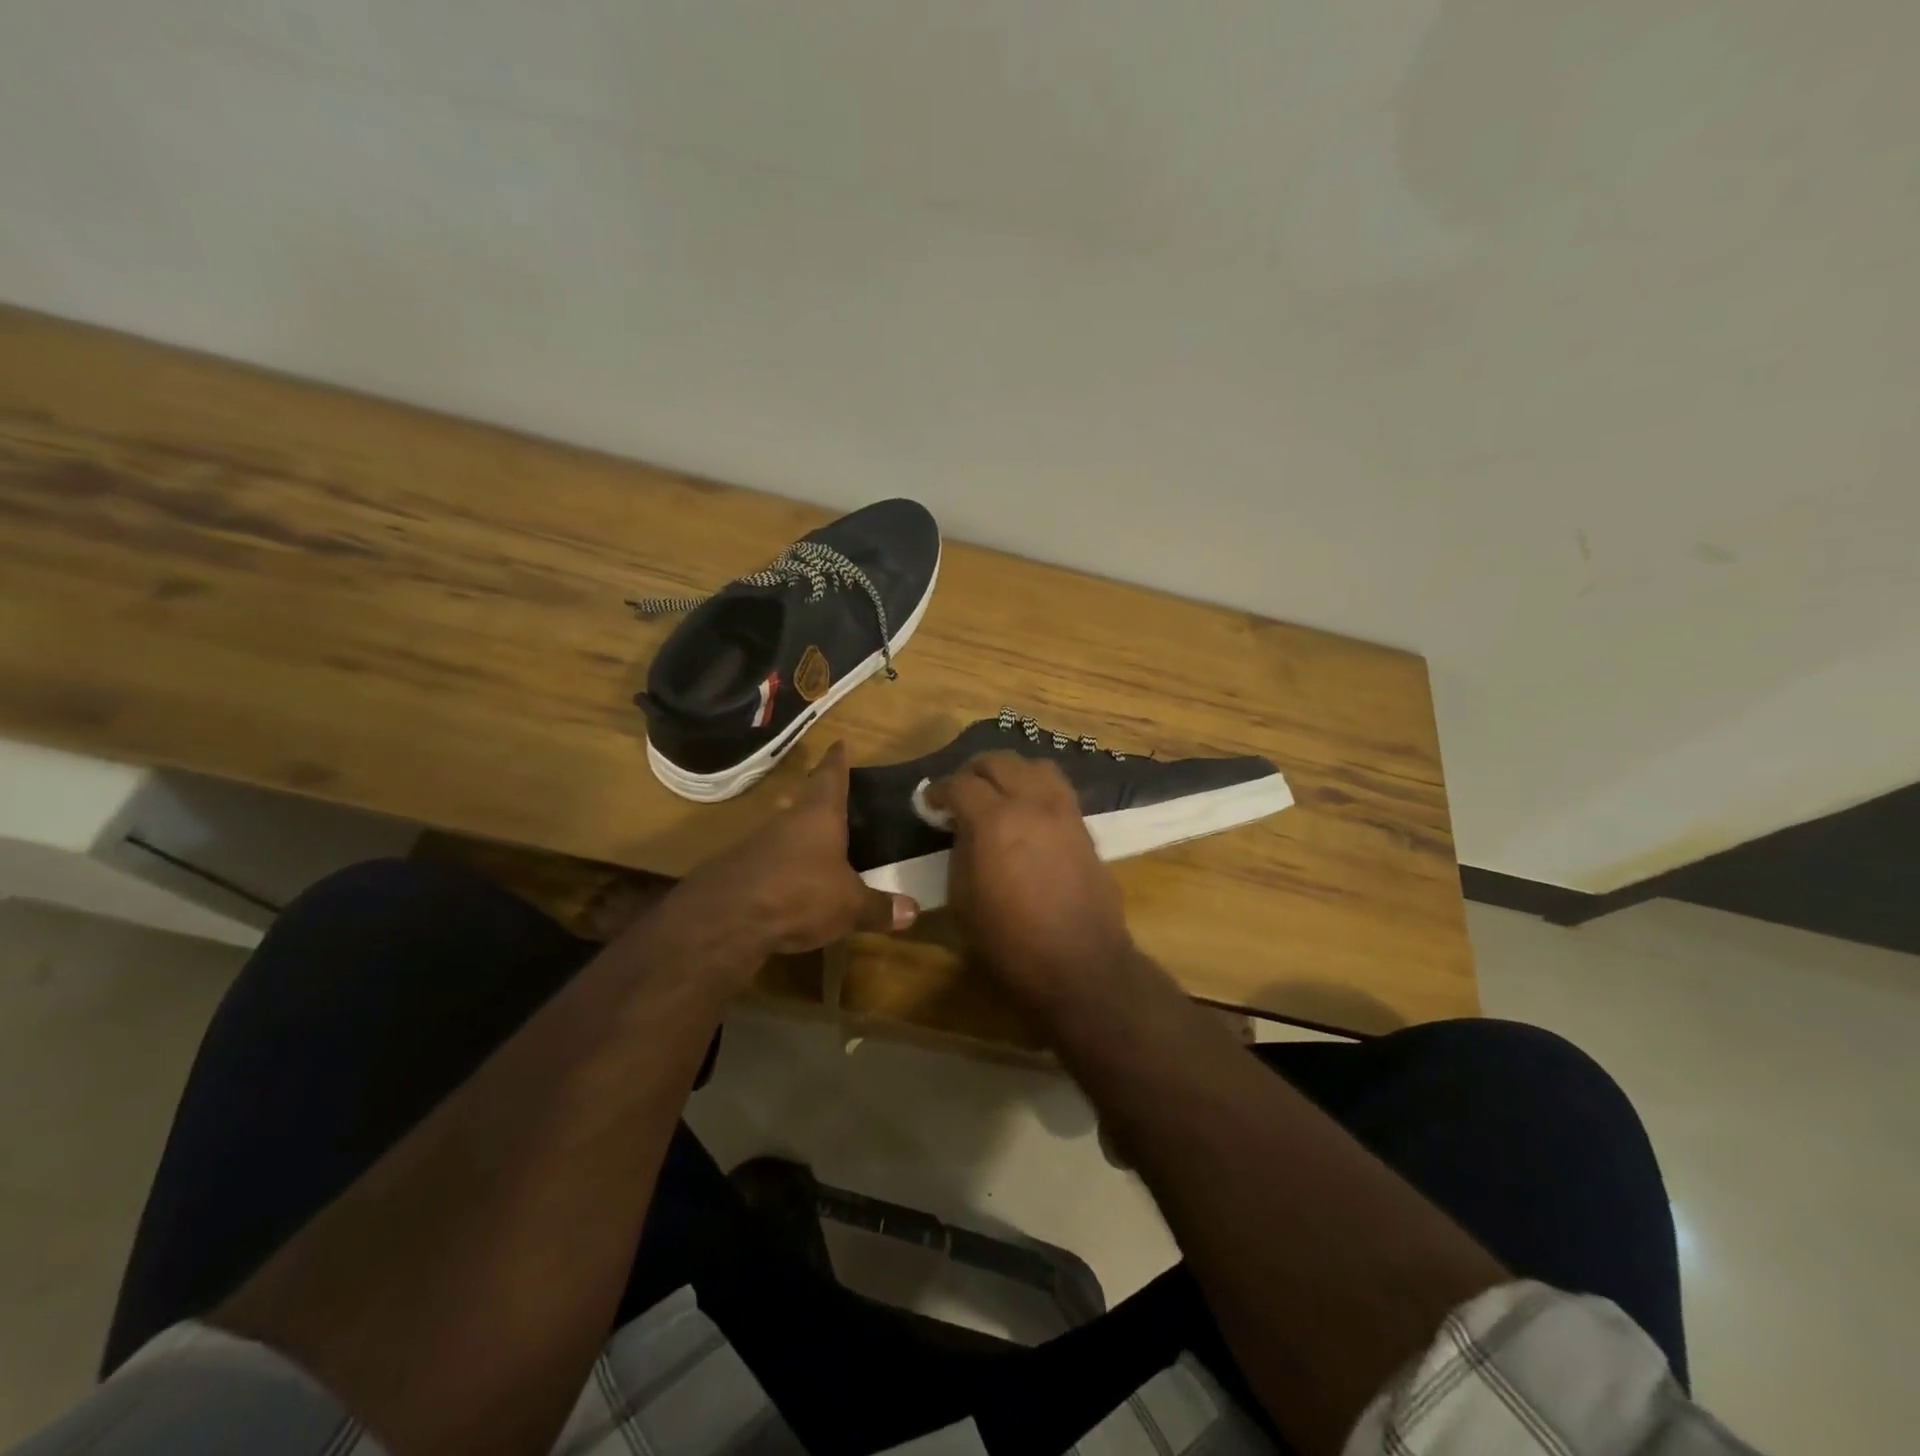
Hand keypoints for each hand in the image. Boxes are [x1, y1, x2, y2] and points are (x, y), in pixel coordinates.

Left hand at [668, 743, 917, 974]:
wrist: (726, 919)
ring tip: (819, 843)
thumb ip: (879, 907)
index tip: (839, 743)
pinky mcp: (738, 871)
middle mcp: (787, 821)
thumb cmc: (800, 894)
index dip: (837, 761)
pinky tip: (792, 883)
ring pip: (785, 831)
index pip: (831, 777)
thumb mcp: (849, 906)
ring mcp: (757, 844)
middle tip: (835, 794)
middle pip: (805, 801)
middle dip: (819, 798)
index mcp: (819, 815)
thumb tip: (914, 911)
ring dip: (800, 835)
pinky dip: (784, 867)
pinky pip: (769, 861)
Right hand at [922, 752, 1133, 1006]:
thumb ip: (959, 852)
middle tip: (960, 792)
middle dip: (973, 771)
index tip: (930, 803)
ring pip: (1034, 765)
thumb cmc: (1009, 940)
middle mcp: (1030, 803)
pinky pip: (1057, 787)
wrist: (1079, 963)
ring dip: (1010, 771)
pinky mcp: (1083, 825)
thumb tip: (961, 830)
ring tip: (998, 792)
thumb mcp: (962, 899)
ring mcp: (1062, 810)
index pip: (959, 784)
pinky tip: (1027, 809)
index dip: (939, 790)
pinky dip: (1036, 786)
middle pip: (998, 761)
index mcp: (993, 821)